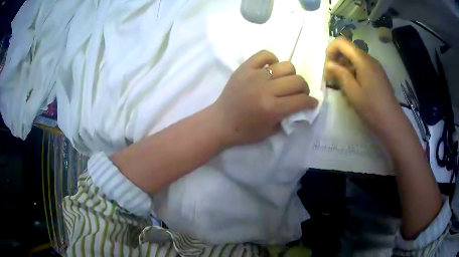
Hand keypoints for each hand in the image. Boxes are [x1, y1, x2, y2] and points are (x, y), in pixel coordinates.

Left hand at [212, 50, 317, 145]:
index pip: (301, 100)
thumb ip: (288, 116)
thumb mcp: (271, 130)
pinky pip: (265, 54)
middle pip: (297, 81)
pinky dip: (272, 60)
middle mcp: (266, 89)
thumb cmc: (245, 131)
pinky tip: (271, 69)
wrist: (220, 122)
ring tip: (285, 81)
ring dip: (291, 75)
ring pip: (286, 66)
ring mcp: (255, 75)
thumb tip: (300, 104)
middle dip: (304, 89)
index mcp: (272, 108)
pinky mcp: (245, 67)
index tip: (312, 103)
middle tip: (300, 93)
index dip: (311, 102)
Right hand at [324, 39, 406, 141]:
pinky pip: (363, 68)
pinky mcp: (378, 76)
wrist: (392, 123)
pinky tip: (353, 88)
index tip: (327, 66)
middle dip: (337, 60)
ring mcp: (375, 68)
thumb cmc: (372, 108)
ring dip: (345, 67)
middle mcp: (370, 59)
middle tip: (332, 77)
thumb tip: (329, 64)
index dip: (331, 50)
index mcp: (363, 60)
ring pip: (355, 60)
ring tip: (342, 85)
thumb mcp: (352, 92)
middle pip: (349, 50)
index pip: (342, 43)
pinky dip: (354, 73)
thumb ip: (340, 74)